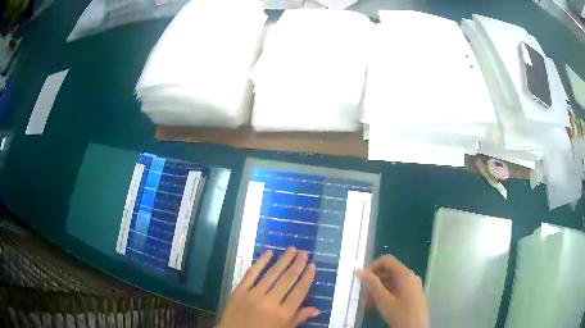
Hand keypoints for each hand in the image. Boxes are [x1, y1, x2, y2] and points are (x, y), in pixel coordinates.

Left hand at [218, 247, 319, 327]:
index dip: (307, 278)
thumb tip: (317, 309)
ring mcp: (253, 295)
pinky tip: (269, 252)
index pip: (299, 292)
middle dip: (297, 265)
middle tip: (304, 252)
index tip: (313, 265)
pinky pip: (251, 274)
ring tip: (292, 249)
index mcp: (283, 314)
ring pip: (272, 274)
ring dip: (283, 260)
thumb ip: (298, 318)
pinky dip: (260, 262)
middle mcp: (270, 302)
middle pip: (287, 280)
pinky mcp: (239, 291)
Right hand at [357, 255, 427, 327]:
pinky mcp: (412, 294)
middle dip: (374, 280)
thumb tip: (360, 271)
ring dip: (378, 289)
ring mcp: (412, 286)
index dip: (373, 266)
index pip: (387, 260)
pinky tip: (377, 306)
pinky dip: (386, 294)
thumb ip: (372, 284)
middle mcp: (410, 276)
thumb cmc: (400, 313)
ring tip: (367, 303)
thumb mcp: (383, 300)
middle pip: (389, 271)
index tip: (362, 279)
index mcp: (405, 274)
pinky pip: (397, 289)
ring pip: (392, 281)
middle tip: (362, 293)